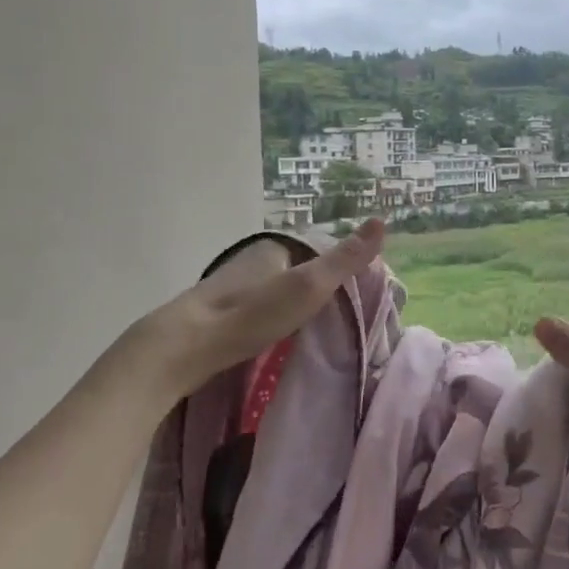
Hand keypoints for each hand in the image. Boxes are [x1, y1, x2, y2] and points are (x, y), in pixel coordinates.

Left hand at [90, 220, 385, 408]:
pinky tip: (280, 337)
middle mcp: (252, 261)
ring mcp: (232, 288)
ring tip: (319, 330)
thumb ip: (345, 259)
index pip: (317, 251)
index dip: (339, 269)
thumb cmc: (253, 314)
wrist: (186, 348)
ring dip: (294, 305)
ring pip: (275, 291)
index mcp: (274, 248)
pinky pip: (258, 310)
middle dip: (317, 287)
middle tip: (343, 316)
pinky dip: (273, 319)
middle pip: (295, 270)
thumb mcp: (310, 285)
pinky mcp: (218, 315)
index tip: (359, 294)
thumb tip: (383, 220)